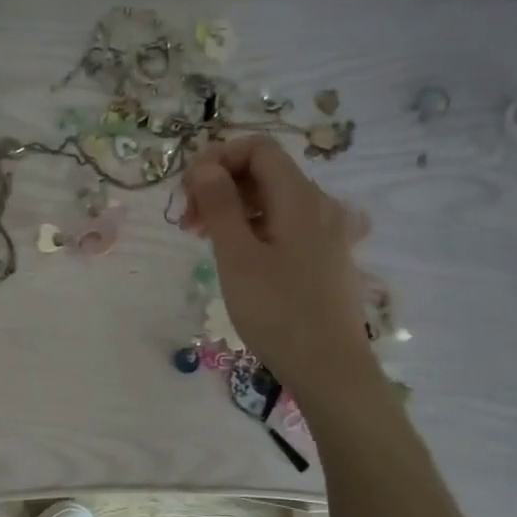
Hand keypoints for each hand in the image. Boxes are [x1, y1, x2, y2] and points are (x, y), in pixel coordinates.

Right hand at [180, 135, 375, 393]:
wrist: (329, 368)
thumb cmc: (278, 311)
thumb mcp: (237, 256)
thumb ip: (219, 205)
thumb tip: (203, 167)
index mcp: (299, 197)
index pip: (257, 148)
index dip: (217, 158)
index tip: (187, 191)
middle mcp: (318, 205)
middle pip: (264, 172)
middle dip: (220, 185)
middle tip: (187, 222)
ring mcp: (324, 232)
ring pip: (272, 200)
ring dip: (232, 208)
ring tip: (203, 240)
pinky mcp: (323, 257)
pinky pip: (283, 225)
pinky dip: (252, 228)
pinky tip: (234, 257)